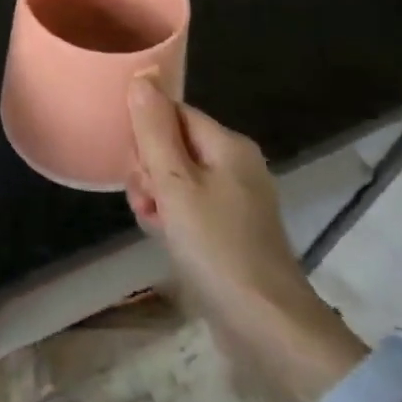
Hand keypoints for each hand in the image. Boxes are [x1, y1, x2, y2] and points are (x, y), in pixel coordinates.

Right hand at [126, 75, 361, 396]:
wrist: (266, 326)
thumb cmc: (216, 246)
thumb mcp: (175, 182)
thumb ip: (154, 129)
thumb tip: (142, 75)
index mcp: (228, 145)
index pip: (172, 114)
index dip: (146, 135)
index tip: (135, 166)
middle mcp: (236, 165)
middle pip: (173, 145)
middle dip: (148, 170)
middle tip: (146, 200)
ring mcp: (237, 199)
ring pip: (176, 179)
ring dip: (156, 197)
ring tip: (153, 222)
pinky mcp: (232, 230)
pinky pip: (190, 207)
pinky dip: (172, 218)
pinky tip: (164, 237)